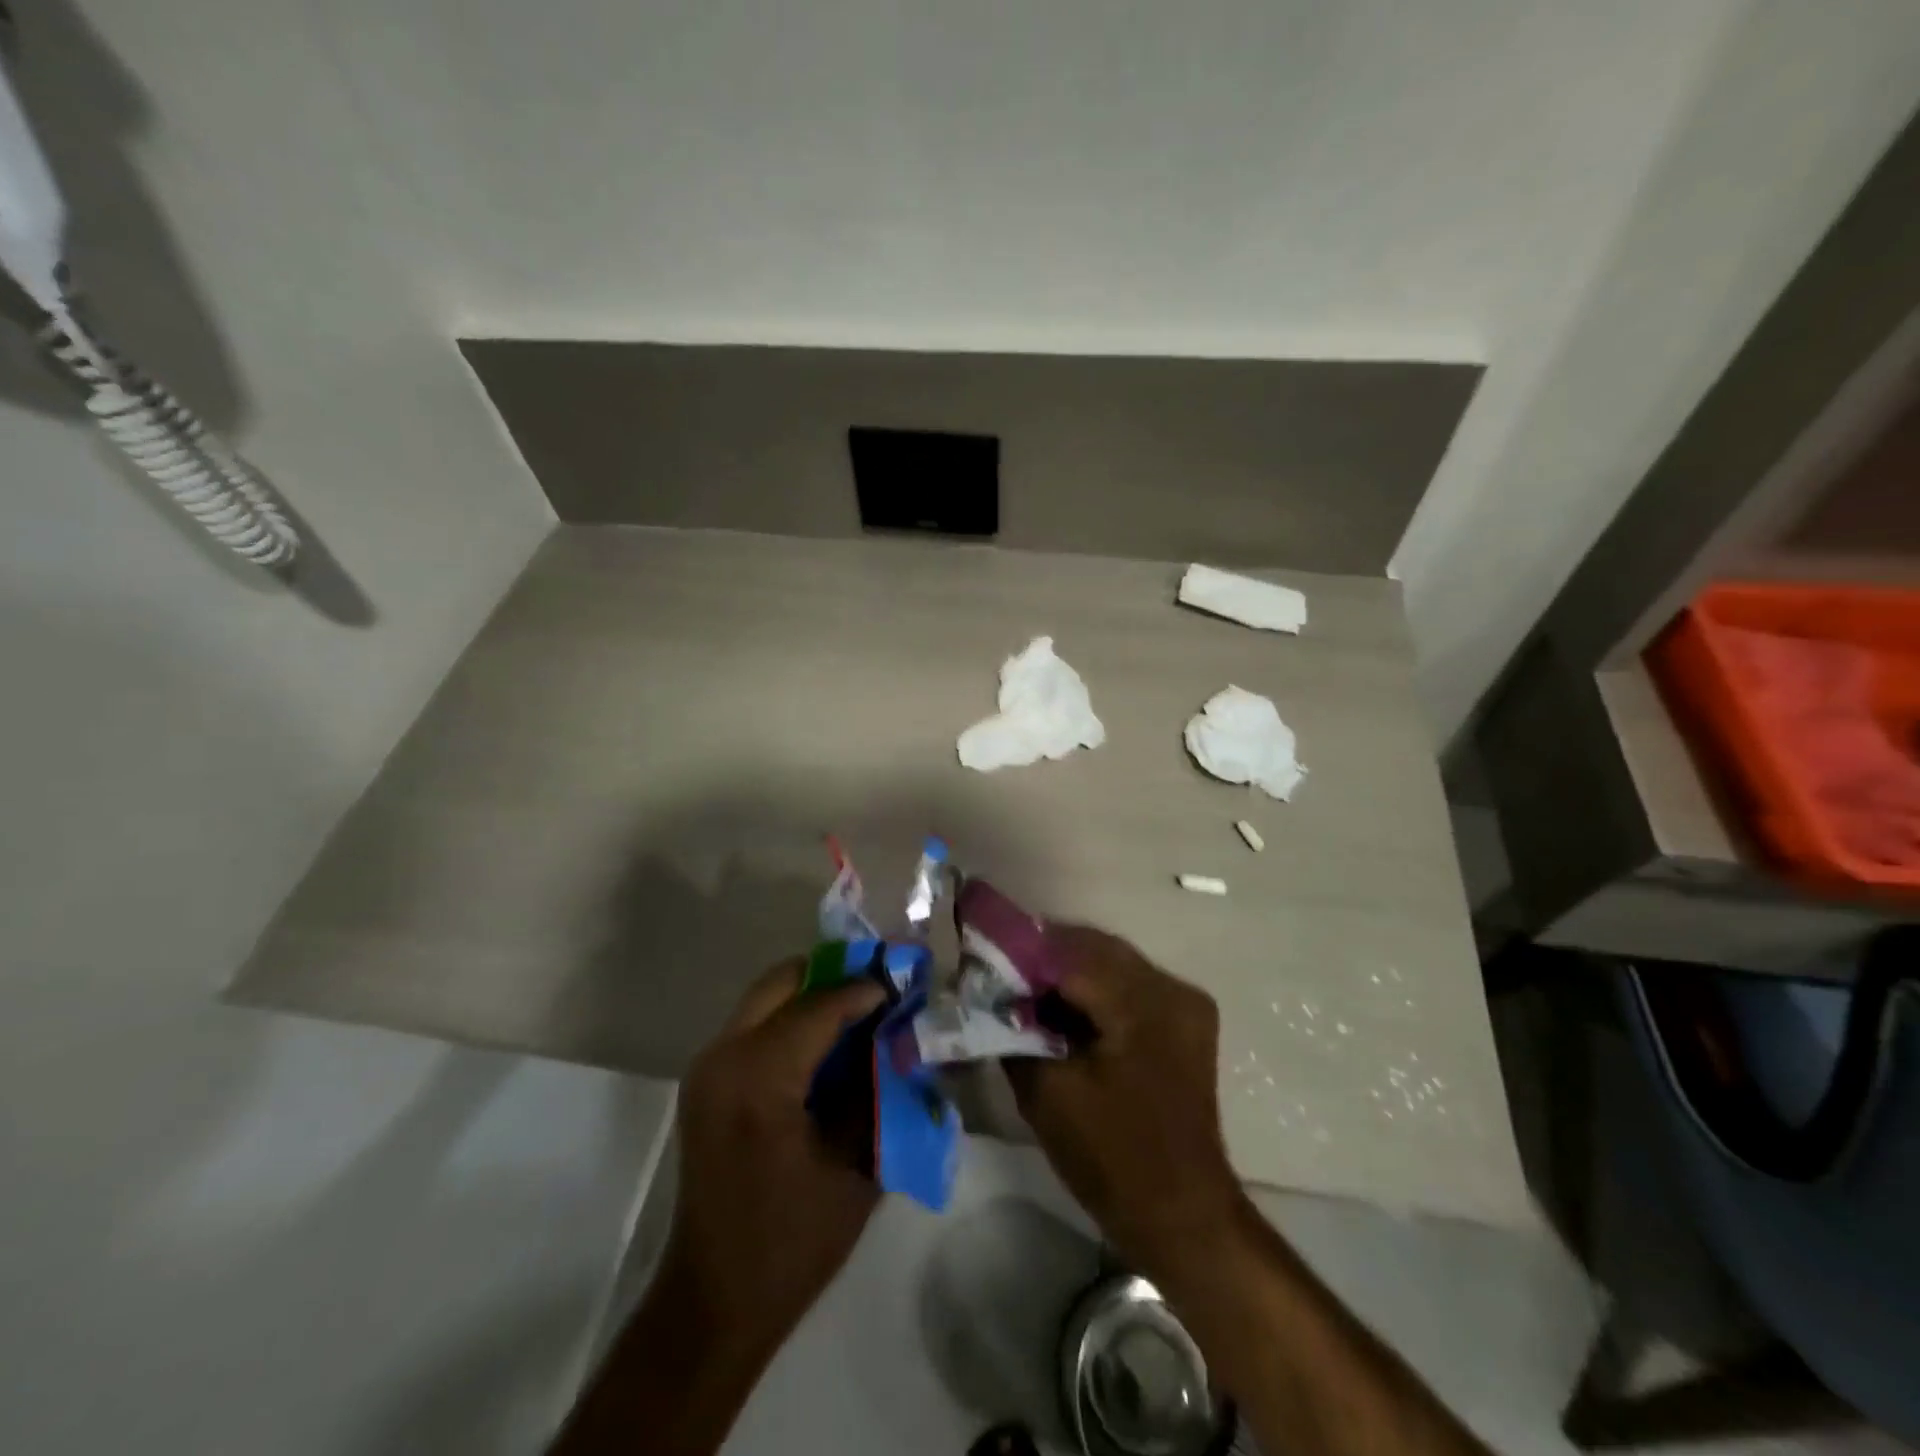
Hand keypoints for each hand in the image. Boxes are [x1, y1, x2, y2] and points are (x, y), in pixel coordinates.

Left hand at [660, 958, 884, 1363]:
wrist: (714, 1302)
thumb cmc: (792, 1243)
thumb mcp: (854, 1166)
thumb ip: (878, 1091)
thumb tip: (900, 1039)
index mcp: (759, 1078)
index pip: (819, 1005)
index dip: (865, 990)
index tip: (903, 986)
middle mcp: (724, 1057)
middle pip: (783, 981)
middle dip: (834, 976)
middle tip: (878, 992)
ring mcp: (708, 1066)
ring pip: (767, 996)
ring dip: (813, 995)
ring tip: (858, 1012)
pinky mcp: (706, 1081)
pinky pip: (755, 1023)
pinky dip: (793, 1018)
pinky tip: (826, 1044)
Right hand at [1007, 925, 1245, 1278]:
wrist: (1183, 1217)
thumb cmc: (1112, 1158)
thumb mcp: (1046, 1093)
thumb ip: (1012, 1031)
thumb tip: (986, 995)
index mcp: (1143, 1002)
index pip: (1069, 951)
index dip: (1020, 951)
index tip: (981, 958)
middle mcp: (1171, 987)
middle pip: (1092, 949)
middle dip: (1042, 958)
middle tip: (999, 975)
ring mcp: (1184, 1003)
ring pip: (1110, 963)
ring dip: (1066, 972)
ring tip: (1024, 992)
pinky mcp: (1183, 1022)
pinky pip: (1128, 986)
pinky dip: (1092, 990)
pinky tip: (1062, 1011)